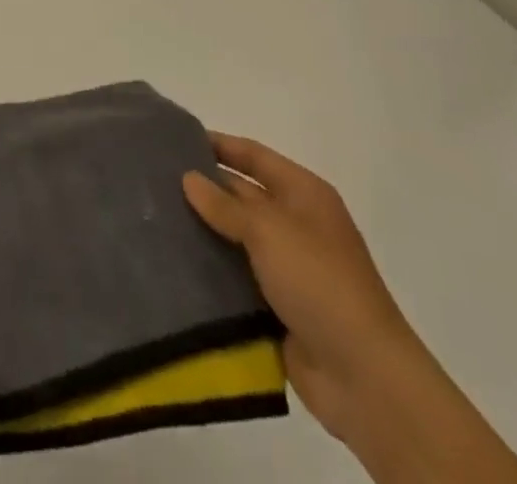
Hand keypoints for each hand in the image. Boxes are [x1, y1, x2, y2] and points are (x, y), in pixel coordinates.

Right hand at [182, 132, 417, 440]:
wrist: (363, 376)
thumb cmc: (319, 282)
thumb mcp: (269, 230)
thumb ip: (225, 204)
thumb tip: (189, 178)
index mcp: (304, 194)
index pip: (254, 155)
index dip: (219, 145)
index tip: (174, 140)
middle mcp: (296, 223)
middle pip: (243, 194)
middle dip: (204, 189)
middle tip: (153, 181)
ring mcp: (288, 266)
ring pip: (235, 237)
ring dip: (204, 231)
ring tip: (154, 218)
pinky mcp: (277, 304)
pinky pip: (236, 277)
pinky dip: (212, 270)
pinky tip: (175, 262)